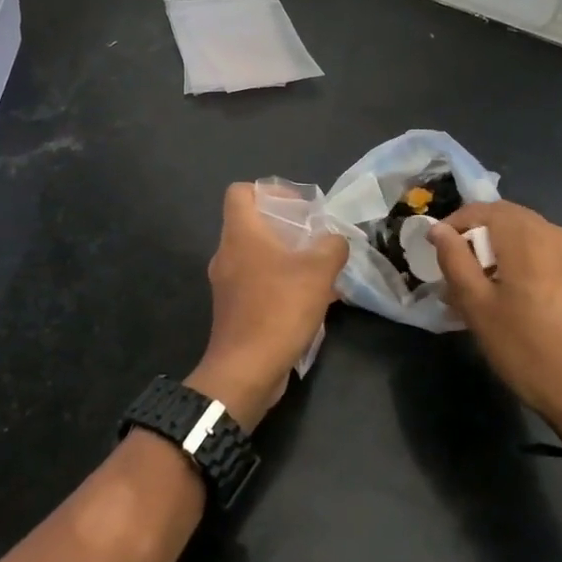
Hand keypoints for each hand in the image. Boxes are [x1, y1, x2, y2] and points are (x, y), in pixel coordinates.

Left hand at [189, 183, 347, 432]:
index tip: (299, 207)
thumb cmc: (279, 309)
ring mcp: (228, 285)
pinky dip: (283, 285)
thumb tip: (334, 240)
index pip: (240, 192)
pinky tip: (313, 302)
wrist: (246, 371)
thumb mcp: (318, 271)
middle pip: (253, 225)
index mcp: (240, 235)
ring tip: (322, 271)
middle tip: (317, 239)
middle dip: (288, 228)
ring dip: (289, 259)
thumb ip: (331, 246)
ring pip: (259, 257)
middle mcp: (227, 254)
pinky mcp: (234, 310)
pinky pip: (259, 284)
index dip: (269, 191)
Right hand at [428, 201, 561, 447]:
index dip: (452, 227)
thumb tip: (438, 228)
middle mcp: (552, 232)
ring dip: (493, 253)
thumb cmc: (526, 349)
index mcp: (526, 235)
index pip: (480, 210)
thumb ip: (455, 260)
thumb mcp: (477, 306)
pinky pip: (538, 252)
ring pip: (520, 236)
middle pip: (502, 220)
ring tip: (475, 291)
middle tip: (453, 275)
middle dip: (473, 240)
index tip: (435, 255)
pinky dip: (515, 263)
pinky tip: (505, 298)